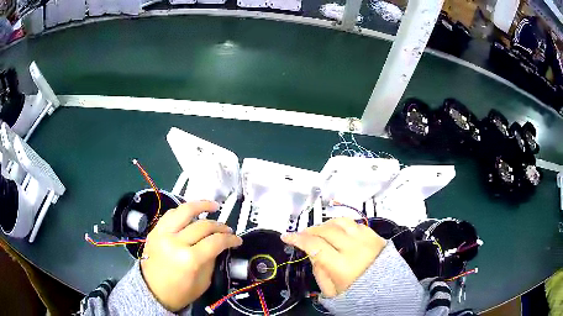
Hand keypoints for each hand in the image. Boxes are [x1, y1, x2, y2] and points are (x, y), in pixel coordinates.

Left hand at [140, 201, 241, 311]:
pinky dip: (184, 211)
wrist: (152, 291)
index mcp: (190, 259)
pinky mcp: (155, 231)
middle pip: (203, 225)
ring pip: (184, 210)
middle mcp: (175, 242)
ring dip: (201, 205)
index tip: (237, 239)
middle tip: (228, 229)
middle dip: (220, 226)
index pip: (215, 242)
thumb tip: (219, 244)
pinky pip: (171, 214)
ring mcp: (162, 233)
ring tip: (213, 206)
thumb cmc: (180, 292)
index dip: (230, 239)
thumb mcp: (203, 281)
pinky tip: (192, 213)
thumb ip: (211, 260)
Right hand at [281, 218, 385, 297]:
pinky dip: (342, 224)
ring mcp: (367, 239)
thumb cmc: (358, 294)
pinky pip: (355, 223)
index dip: (297, 238)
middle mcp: (355, 248)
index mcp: (342, 266)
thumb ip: (319, 272)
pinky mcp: (375, 236)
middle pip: (326, 230)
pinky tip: (337, 231)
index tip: (287, 236)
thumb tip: (311, 254)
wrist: (387, 291)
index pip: (315, 245)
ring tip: (319, 231)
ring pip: (341, 222)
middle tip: (303, 235)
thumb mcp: (331, 291)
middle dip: (310, 230)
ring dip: (326, 224)